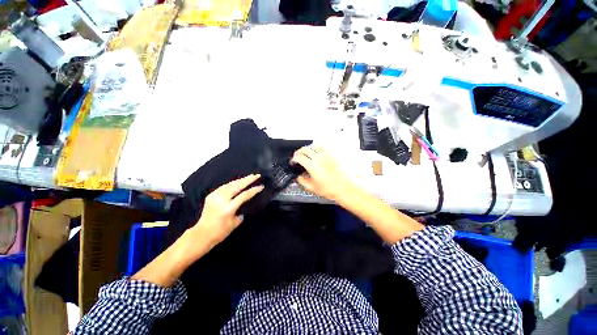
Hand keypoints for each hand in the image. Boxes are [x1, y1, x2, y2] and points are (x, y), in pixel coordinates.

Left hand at [192, 174, 263, 246]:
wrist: (201, 234)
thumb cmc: (220, 232)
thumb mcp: (235, 223)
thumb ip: (241, 211)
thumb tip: (245, 203)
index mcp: (228, 208)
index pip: (244, 195)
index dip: (254, 190)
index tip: (261, 186)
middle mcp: (221, 200)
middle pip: (237, 186)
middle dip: (248, 179)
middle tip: (257, 175)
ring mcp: (215, 196)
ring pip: (230, 184)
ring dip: (241, 180)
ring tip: (249, 177)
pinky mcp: (211, 195)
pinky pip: (224, 186)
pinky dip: (232, 183)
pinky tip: (237, 182)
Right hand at [291, 146, 353, 201]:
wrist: (344, 187)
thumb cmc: (330, 188)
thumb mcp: (312, 187)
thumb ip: (302, 181)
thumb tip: (299, 177)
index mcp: (312, 165)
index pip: (299, 157)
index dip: (294, 159)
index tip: (293, 161)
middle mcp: (318, 158)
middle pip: (305, 149)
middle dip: (299, 152)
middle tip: (297, 156)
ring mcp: (326, 155)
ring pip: (314, 145)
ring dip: (308, 148)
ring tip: (307, 153)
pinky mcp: (332, 155)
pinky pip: (323, 147)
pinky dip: (318, 148)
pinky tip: (318, 152)